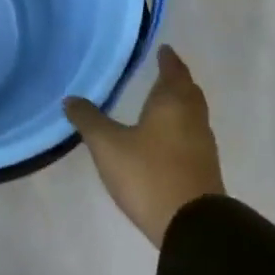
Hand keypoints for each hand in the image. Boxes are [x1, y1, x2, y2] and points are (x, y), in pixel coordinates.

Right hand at [64, 45, 224, 245]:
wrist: (191, 225)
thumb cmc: (148, 174)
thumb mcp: (108, 145)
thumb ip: (89, 120)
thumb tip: (70, 99)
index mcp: (172, 103)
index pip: (173, 72)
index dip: (167, 60)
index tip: (163, 49)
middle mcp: (192, 118)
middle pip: (188, 91)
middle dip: (176, 80)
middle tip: (163, 72)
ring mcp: (202, 145)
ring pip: (192, 114)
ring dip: (179, 104)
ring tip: (161, 102)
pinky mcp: (203, 169)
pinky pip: (191, 135)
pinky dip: (180, 127)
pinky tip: (165, 137)